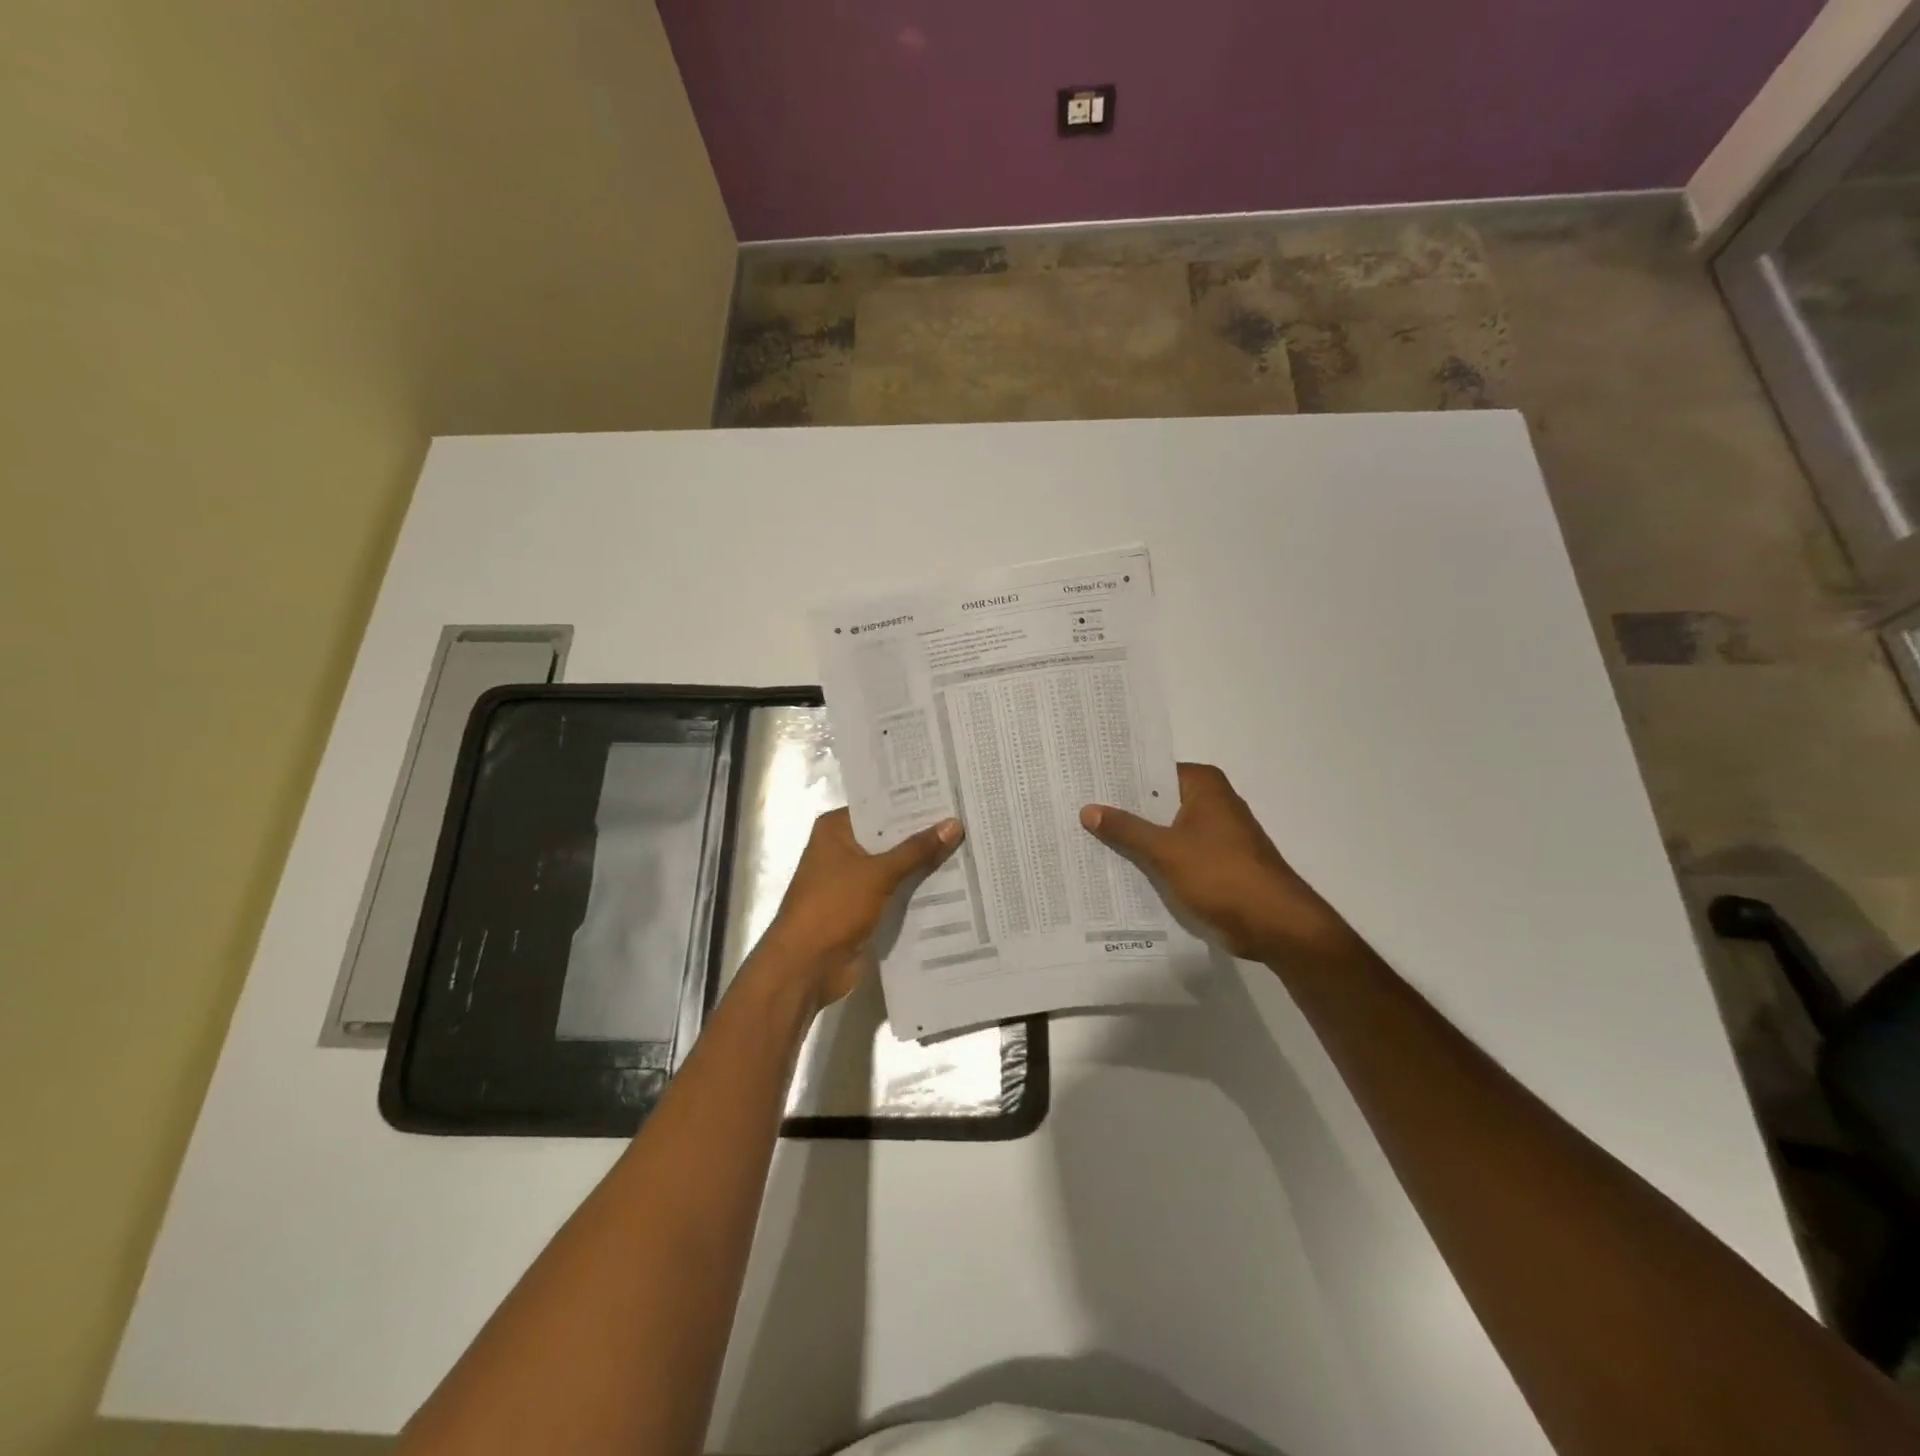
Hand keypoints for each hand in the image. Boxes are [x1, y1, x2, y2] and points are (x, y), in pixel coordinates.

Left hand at [757, 808, 963, 1007]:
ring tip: (968, 846)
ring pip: (895, 864)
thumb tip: (954, 823)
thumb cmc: (833, 907)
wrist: (806, 966)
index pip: (880, 805)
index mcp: (836, 829)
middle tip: (967, 817)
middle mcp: (843, 848)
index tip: (950, 793)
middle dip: (924, 832)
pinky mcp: (863, 906)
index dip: (913, 801)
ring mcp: (853, 879)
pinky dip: (917, 888)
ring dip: (924, 862)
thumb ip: (917, 850)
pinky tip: (953, 882)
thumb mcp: (878, 873)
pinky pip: (896, 890)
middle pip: (890, 835)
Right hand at [1080, 762, 1355, 963]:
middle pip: (1155, 800)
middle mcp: (1209, 802)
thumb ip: (1126, 829)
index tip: (1083, 781)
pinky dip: (1150, 858)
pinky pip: (1172, 852)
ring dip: (1134, 836)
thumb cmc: (1222, 875)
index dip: (1118, 778)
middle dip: (1121, 808)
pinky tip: (1115, 866)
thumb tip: (1087, 809)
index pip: (1151, 771)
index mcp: (1203, 785)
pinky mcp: (1212, 862)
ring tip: (1084, 836)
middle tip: (1074, 809)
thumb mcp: (1166, 850)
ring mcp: (1212, 834)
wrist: (1275, 925)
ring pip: (1162, 828)